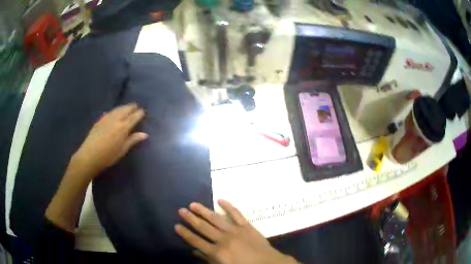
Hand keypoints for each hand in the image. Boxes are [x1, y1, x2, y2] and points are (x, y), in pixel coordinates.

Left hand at [71, 103, 147, 176]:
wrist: (90, 155)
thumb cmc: (108, 156)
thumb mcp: (122, 150)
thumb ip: (132, 140)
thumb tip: (144, 134)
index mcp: (123, 128)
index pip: (133, 117)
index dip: (139, 113)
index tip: (143, 111)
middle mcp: (115, 120)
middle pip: (125, 110)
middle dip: (131, 107)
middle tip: (136, 105)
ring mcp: (106, 118)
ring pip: (117, 109)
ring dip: (123, 107)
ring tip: (127, 106)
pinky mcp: (100, 120)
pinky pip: (109, 112)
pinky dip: (114, 111)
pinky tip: (114, 112)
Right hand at [175, 200, 296, 263]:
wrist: (267, 263)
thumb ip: (208, 259)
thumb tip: (195, 251)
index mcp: (217, 252)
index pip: (196, 241)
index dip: (185, 233)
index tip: (176, 225)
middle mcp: (223, 239)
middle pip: (203, 227)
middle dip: (190, 219)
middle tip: (181, 210)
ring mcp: (235, 231)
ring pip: (215, 219)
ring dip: (203, 211)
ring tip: (193, 204)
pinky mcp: (246, 226)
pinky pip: (236, 214)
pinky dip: (228, 206)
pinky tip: (220, 200)